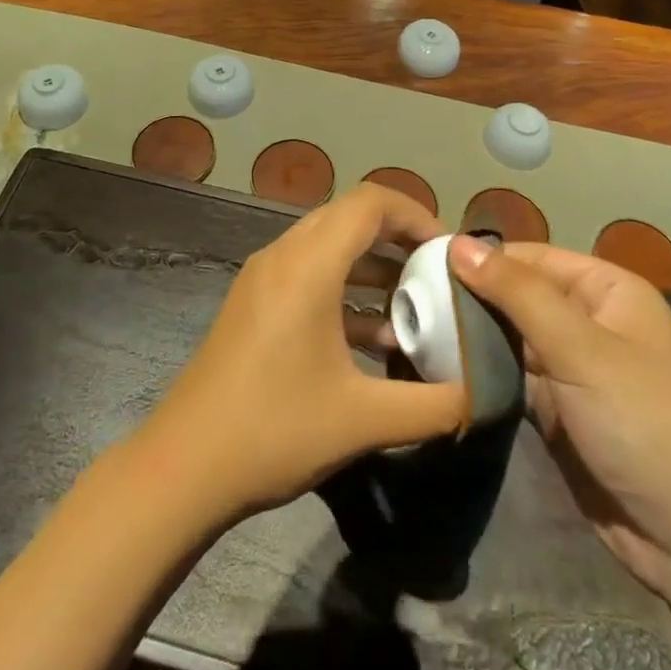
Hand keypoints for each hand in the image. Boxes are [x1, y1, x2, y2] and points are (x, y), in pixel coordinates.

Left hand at [137, 184, 468, 523]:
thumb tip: (486, 394)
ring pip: (328, 246)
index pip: (370, 202)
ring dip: (371, 266)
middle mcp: (283, 256)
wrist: (183, 467)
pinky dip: (345, 290)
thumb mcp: (364, 420)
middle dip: (397, 238)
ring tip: (413, 306)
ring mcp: (263, 278)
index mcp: (308, 265)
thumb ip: (434, 405)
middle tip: (435, 273)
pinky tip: (373, 338)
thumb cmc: (274, 430)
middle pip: (349, 217)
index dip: (415, 214)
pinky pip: (308, 274)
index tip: (447, 251)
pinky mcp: (253, 303)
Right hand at [448, 238, 670, 589]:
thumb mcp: (580, 348)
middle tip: (409, 301)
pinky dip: (482, 372)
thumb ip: (517, 292)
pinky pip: (513, 377)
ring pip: (511, 337)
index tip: (422, 265)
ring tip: (414, 329)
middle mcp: (589, 320)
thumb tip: (457, 242)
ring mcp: (573, 368)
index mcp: (606, 290)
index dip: (482, 258)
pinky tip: (440, 367)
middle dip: (471, 298)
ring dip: (472, 336)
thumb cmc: (643, 422)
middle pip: (518, 295)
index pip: (531, 257)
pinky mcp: (558, 410)